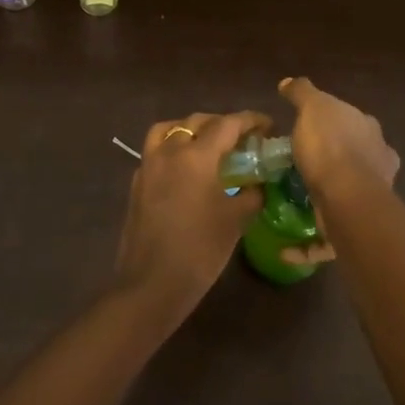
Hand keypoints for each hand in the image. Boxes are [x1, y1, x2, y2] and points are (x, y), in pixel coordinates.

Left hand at [113, 110, 268, 321]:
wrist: (151, 284)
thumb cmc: (200, 250)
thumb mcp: (235, 221)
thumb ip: (251, 195)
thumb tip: (259, 184)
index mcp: (196, 156)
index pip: (227, 124)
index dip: (250, 120)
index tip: (267, 125)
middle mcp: (169, 152)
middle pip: (197, 122)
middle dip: (222, 124)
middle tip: (243, 139)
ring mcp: (148, 166)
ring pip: (169, 130)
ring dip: (192, 129)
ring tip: (209, 145)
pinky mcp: (137, 183)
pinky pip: (156, 150)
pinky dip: (174, 148)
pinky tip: (187, 170)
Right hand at [278, 77, 399, 198]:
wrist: (347, 196)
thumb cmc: (329, 146)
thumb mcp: (311, 108)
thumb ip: (302, 92)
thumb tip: (288, 82)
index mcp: (365, 120)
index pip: (345, 114)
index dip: (327, 119)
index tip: (309, 126)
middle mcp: (378, 145)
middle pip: (354, 140)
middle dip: (337, 145)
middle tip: (310, 152)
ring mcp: (379, 177)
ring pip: (356, 169)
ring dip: (340, 171)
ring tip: (314, 178)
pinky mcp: (370, 204)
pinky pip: (351, 194)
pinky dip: (340, 193)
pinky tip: (324, 197)